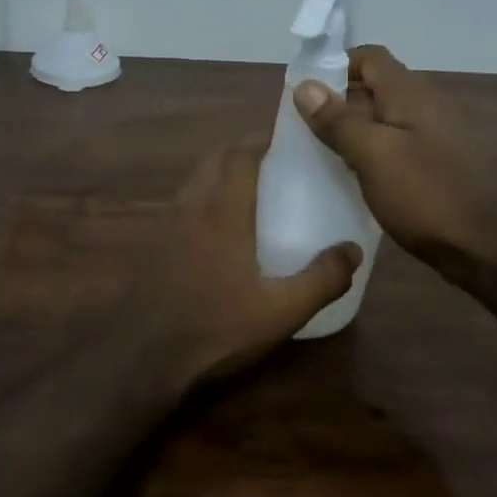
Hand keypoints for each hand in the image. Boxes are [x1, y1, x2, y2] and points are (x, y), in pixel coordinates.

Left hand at [139, 136, 361, 388]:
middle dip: (240, 150)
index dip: (260, 140)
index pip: (239, 155)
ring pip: (194, 180)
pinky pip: (182, 203)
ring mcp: (166, 225)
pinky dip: (203, 195)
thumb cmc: (217, 328)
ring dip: (219, 171)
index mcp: (222, 212)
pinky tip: (218, 227)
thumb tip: (353, 250)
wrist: (143, 358)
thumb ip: (323, 279)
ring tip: (248, 188)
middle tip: (271, 161)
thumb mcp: (282, 311)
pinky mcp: (153, 245)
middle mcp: (191, 207)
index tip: (284, 138)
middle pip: (213, 159)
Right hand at [292, 44, 496, 285]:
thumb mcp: (372, 156)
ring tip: (323, 149)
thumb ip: (338, 120)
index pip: (370, 57)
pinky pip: (395, 141)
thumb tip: (305, 86)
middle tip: (306, 125)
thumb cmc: (423, 195)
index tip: (306, 92)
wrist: (479, 248)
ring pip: (384, 115)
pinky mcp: (436, 161)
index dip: (336, 65)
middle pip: (376, 85)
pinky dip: (371, 147)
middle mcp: (426, 104)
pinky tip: (354, 172)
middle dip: (339, 98)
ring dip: (353, 126)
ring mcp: (434, 134)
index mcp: (410, 94)